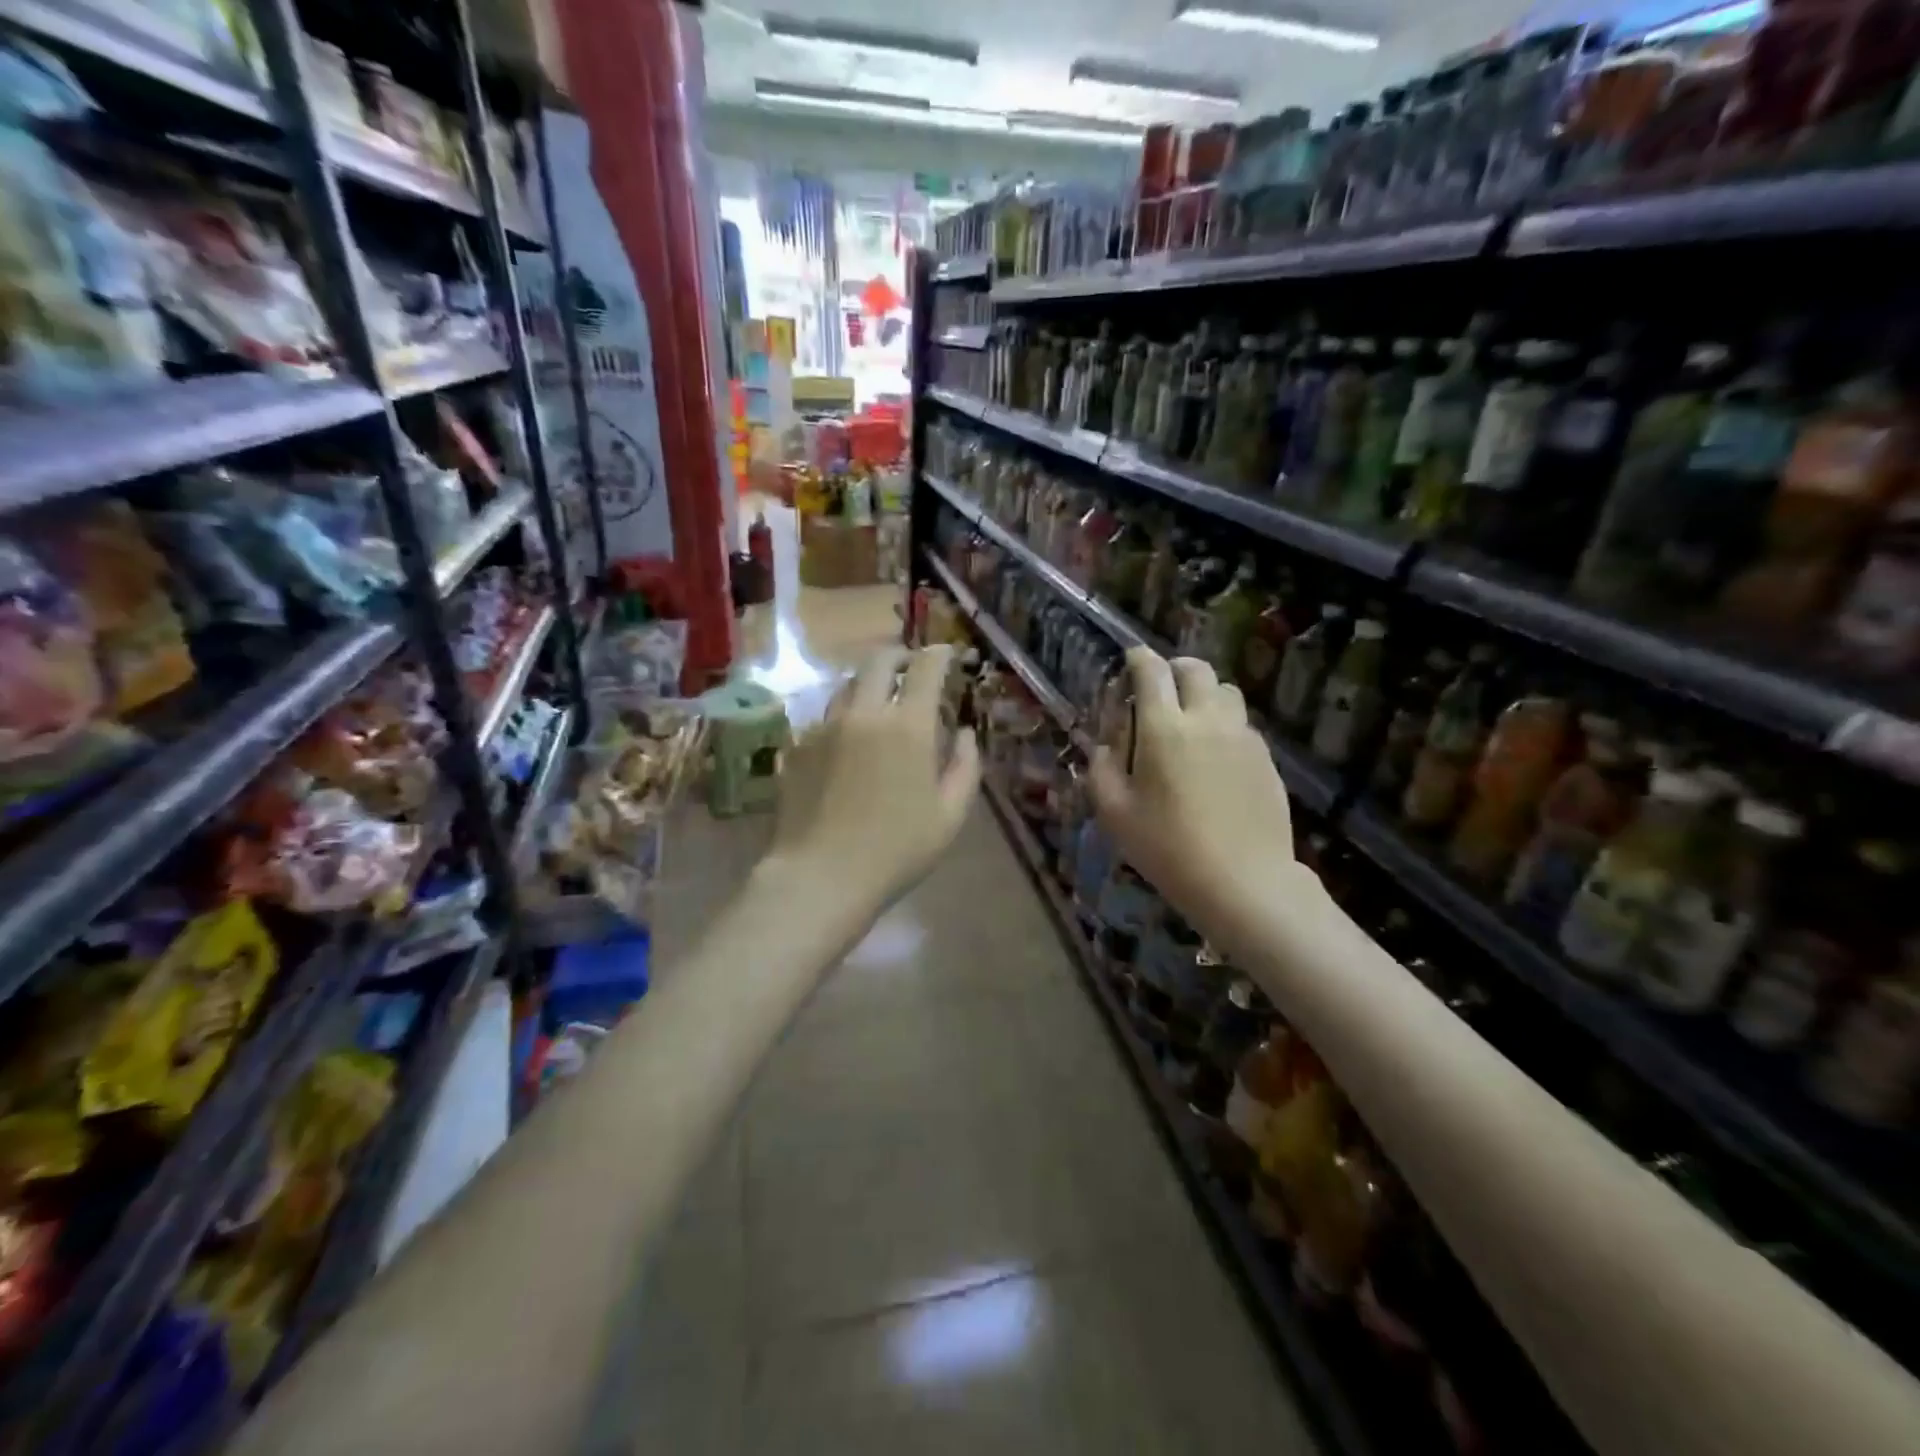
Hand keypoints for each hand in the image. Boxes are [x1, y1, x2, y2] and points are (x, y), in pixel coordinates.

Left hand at [766, 645, 980, 913]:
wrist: (820, 876)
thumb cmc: (896, 850)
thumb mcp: (950, 816)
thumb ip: (965, 767)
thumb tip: (964, 733)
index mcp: (908, 727)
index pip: (926, 669)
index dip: (939, 654)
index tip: (946, 653)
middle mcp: (864, 714)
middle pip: (879, 662)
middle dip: (899, 657)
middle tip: (910, 669)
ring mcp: (825, 727)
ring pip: (847, 686)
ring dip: (868, 684)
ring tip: (878, 702)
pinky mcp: (799, 746)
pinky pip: (825, 717)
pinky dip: (844, 717)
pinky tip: (848, 741)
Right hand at [1088, 649, 1301, 936]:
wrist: (1244, 882)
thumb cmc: (1168, 849)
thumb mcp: (1115, 814)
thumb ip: (1101, 771)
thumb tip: (1106, 748)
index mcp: (1163, 728)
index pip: (1151, 671)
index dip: (1138, 659)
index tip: (1130, 661)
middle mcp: (1206, 719)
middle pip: (1196, 668)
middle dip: (1174, 669)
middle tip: (1160, 690)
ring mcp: (1242, 736)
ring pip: (1226, 691)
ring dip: (1203, 693)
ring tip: (1190, 720)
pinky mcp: (1265, 757)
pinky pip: (1242, 723)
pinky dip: (1224, 723)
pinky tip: (1214, 756)